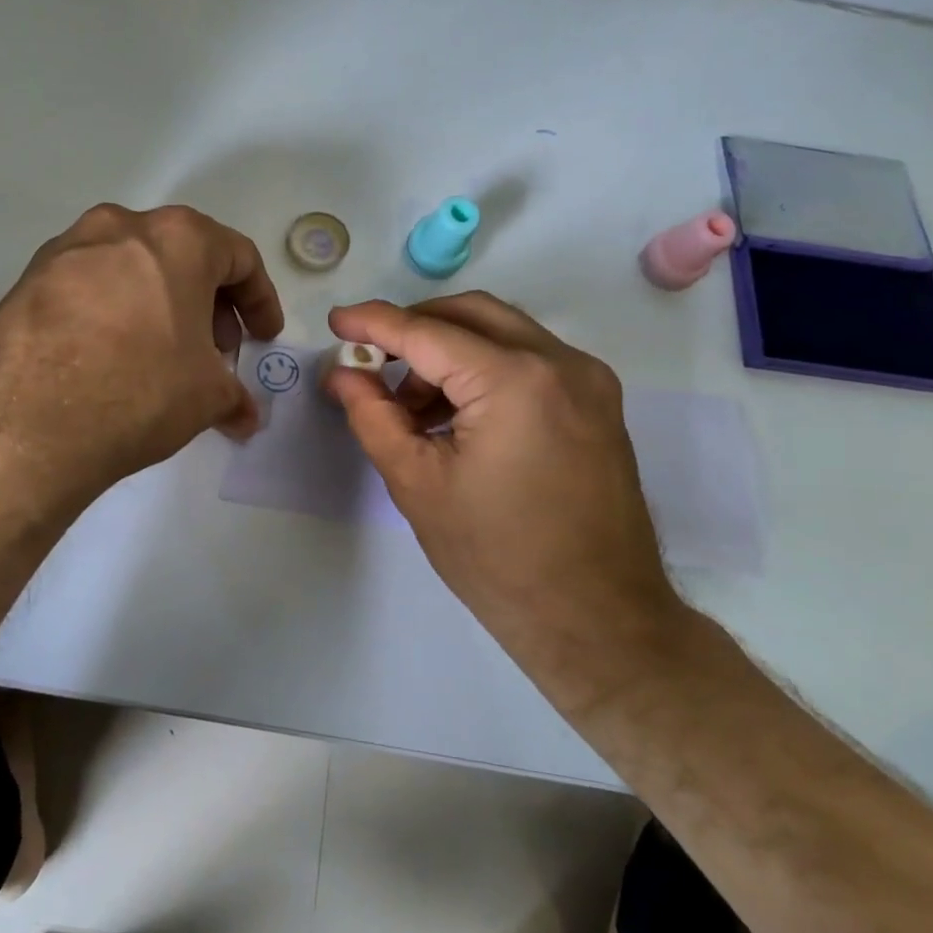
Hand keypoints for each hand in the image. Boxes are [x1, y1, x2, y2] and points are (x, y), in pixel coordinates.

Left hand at [0, 204, 283, 510]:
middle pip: (182, 255)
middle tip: (215, 350)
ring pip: (131, 268)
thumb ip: (233, 396)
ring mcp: (66, 249)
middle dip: (208, 303)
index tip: (264, 337)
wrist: (23, 420)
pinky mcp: (26, 280)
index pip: (238, 257)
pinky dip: (113, 313)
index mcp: (177, 238)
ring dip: (159, 305)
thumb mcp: (205, 396)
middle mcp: (120, 227)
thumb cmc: (138, 388)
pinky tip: (110, 359)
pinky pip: (88, 288)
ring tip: (162, 356)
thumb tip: (244, 416)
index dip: (260, 300)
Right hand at [325, 294, 684, 708]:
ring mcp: (588, 380)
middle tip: (373, 363)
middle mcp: (561, 362)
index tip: (335, 321)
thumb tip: (344, 374)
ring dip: (449, 350)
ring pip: (502, 331)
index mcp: (515, 381)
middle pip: (471, 313)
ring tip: (414, 409)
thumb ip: (373, 416)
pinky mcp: (597, 402)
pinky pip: (529, 359)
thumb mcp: (417, 484)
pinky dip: (484, 368)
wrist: (597, 619)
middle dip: (414, 328)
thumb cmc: (496, 557)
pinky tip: (457, 416)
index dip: (374, 322)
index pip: (428, 332)